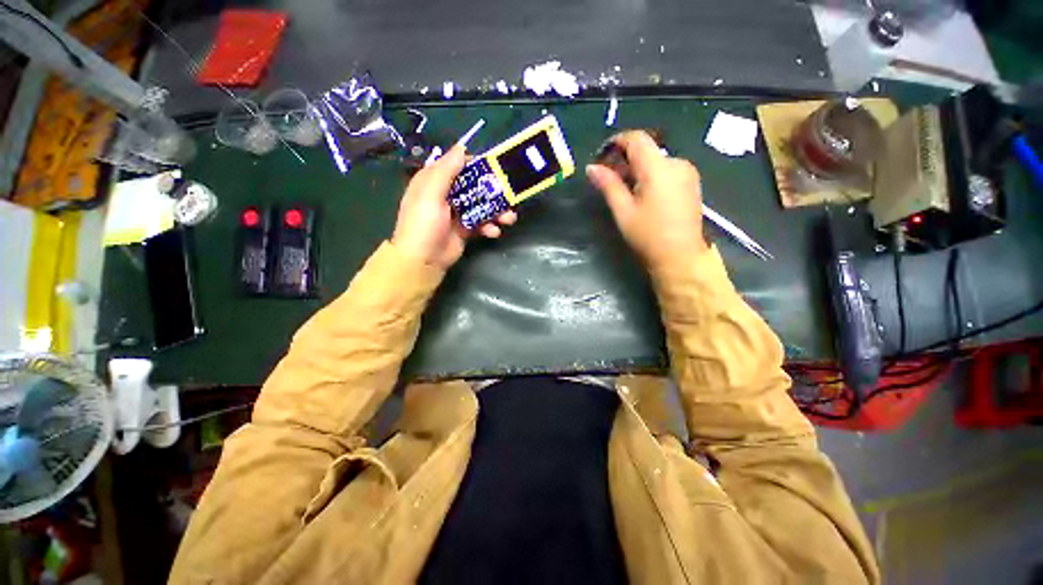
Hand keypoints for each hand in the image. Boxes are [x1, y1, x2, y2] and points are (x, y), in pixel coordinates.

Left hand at [391, 145, 516, 269]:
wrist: (423, 260)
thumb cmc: (423, 224)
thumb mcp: (430, 193)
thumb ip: (446, 171)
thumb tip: (462, 147)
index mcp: (434, 181)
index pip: (458, 166)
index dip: (476, 165)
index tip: (495, 168)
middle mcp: (446, 195)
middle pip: (474, 186)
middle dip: (492, 191)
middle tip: (509, 196)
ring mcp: (457, 213)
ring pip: (481, 206)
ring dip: (496, 211)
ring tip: (508, 219)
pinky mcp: (466, 229)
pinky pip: (482, 223)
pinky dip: (490, 227)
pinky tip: (494, 232)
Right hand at [586, 131, 706, 265]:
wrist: (681, 257)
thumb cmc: (648, 236)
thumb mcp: (623, 211)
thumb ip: (608, 185)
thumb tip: (591, 168)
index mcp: (658, 168)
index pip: (636, 139)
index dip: (616, 142)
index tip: (601, 156)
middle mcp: (676, 163)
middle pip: (646, 150)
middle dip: (624, 159)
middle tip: (608, 179)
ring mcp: (687, 172)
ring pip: (656, 160)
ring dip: (637, 169)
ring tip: (623, 191)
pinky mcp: (691, 183)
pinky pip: (666, 170)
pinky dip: (650, 175)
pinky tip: (642, 194)